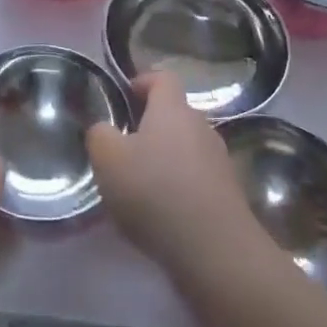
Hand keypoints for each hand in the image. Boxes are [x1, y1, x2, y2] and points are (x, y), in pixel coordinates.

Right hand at [87, 70, 262, 281]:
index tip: (124, 95)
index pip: (162, 78)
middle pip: (175, 113)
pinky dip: (179, 185)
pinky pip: (196, 176)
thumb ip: (99, 136)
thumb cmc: (155, 192)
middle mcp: (201, 126)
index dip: (143, 81)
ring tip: (140, 183)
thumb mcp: (108, 160)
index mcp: (173, 109)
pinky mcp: (227, 192)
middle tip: (123, 146)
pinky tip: (162, 211)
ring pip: (186, 146)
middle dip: (150, 125)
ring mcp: (219, 159)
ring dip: (165, 157)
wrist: (215, 249)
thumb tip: (103, 129)